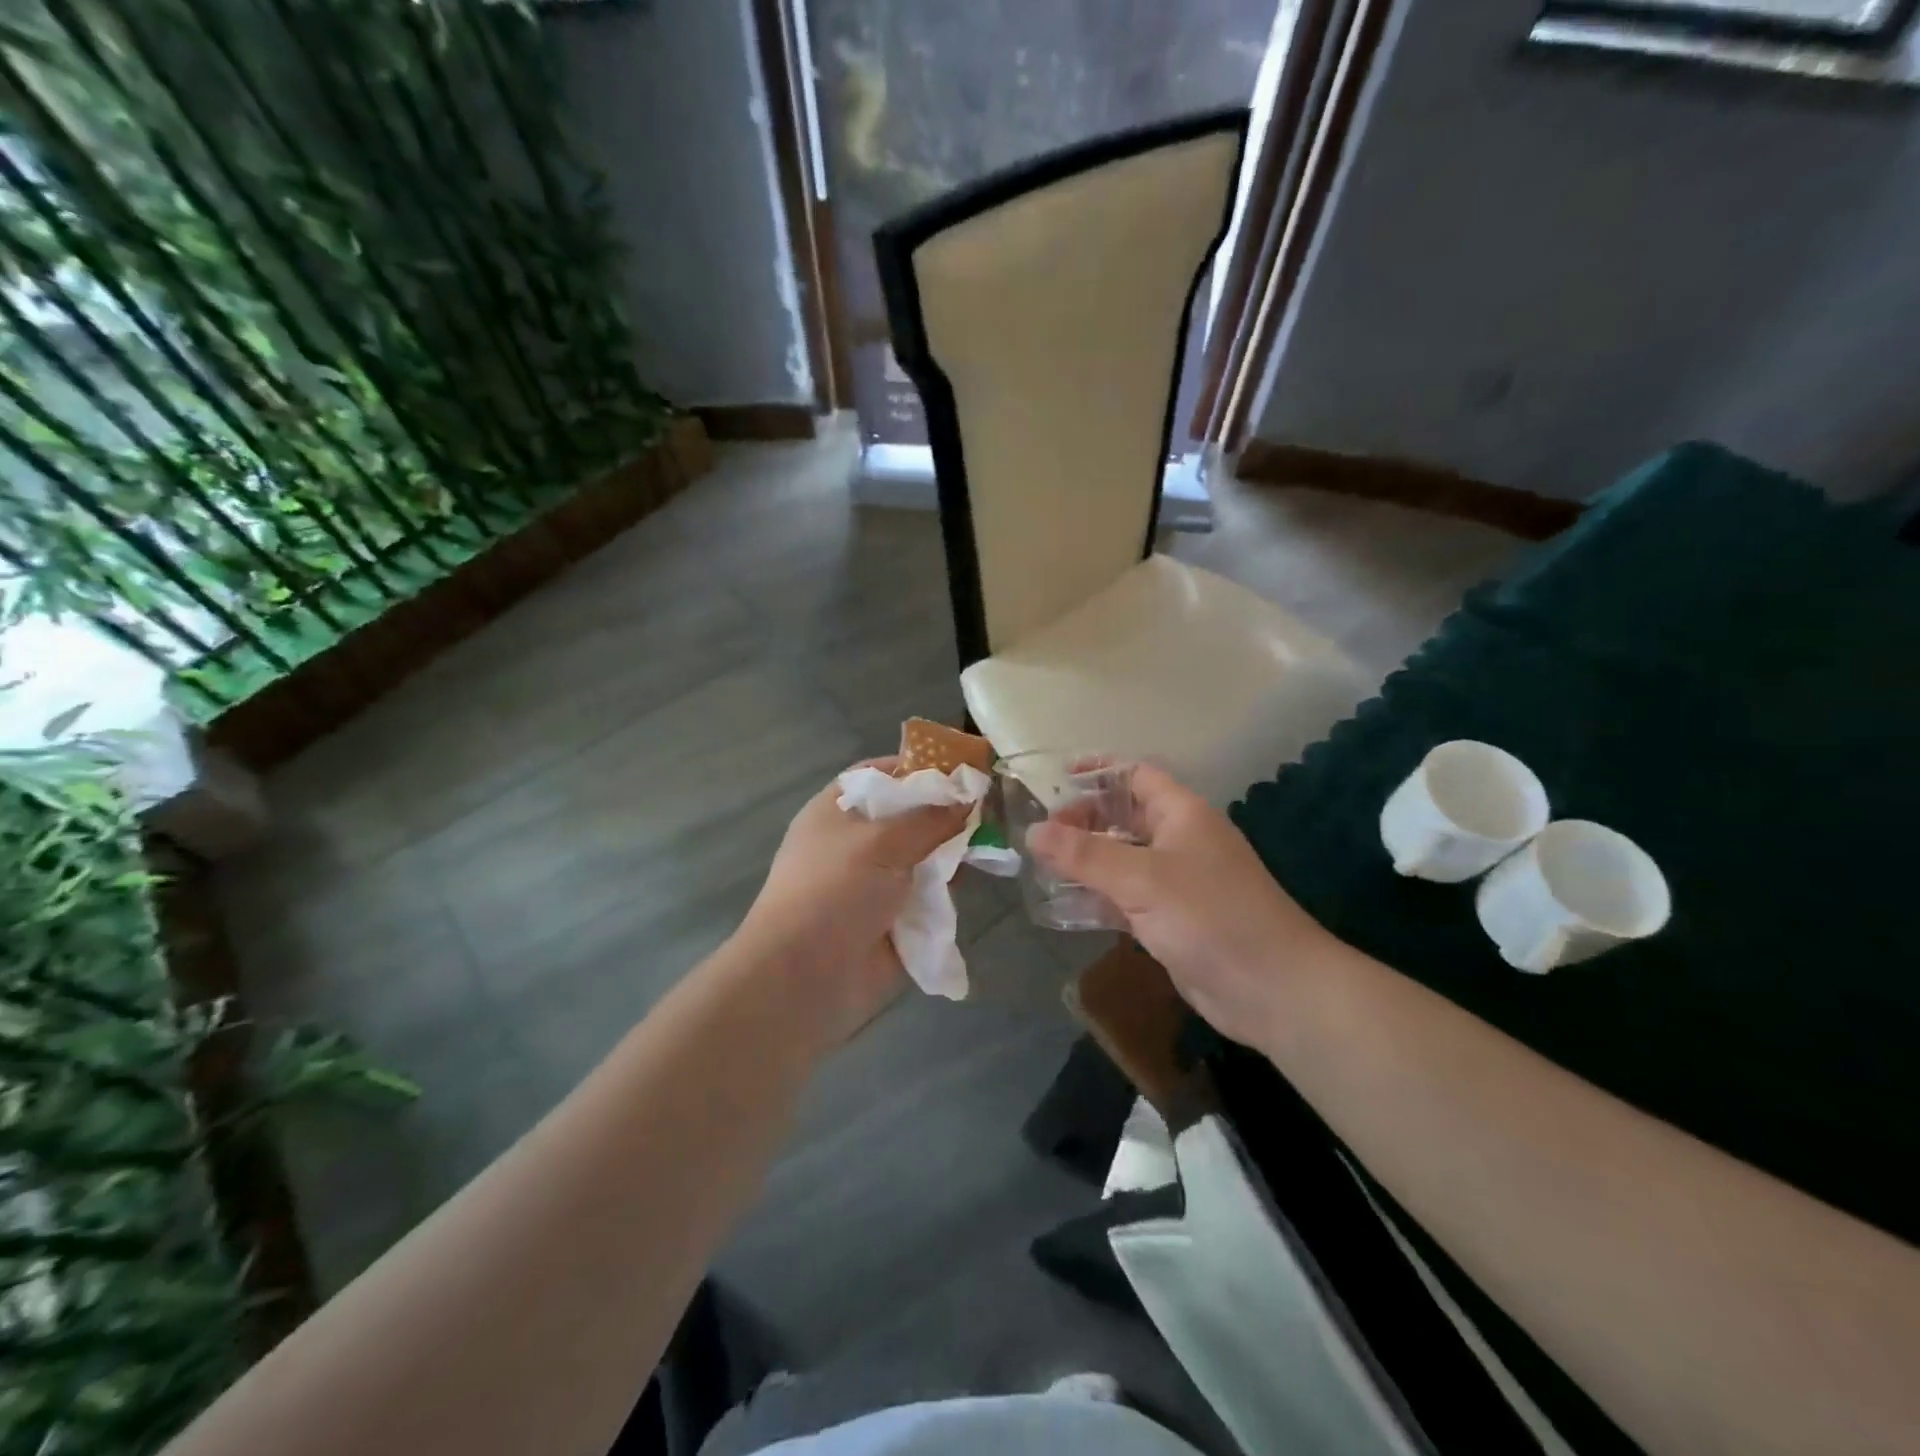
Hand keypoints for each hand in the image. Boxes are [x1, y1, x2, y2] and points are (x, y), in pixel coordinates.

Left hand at [737, 758, 970, 1043]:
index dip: (921, 767)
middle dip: (947, 813)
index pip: (882, 775)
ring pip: (924, 856)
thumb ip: (929, 817)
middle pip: (910, 816)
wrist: (805, 978)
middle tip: (991, 807)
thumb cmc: (833, 891)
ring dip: (951, 853)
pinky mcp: (894, 919)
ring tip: (991, 843)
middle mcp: (857, 842)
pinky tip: (977, 879)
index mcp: (838, 810)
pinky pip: (929, 895)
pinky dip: (948, 890)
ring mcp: (875, 882)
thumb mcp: (881, 842)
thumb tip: (967, 797)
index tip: (963, 768)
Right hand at [1027, 763, 1340, 1047]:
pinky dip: (1098, 898)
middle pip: (1124, 818)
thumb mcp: (1142, 879)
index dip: (1098, 772)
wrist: (1272, 990)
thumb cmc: (1210, 916)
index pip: (1136, 776)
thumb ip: (1085, 854)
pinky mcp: (1171, 920)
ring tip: (1041, 867)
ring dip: (1086, 862)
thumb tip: (1033, 831)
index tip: (1056, 781)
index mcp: (1182, 814)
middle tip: (1042, 835)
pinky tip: (1064, 906)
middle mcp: (1179, 841)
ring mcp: (1176, 883)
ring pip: (1122, 860)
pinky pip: (1126, 898)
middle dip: (1084, 822)